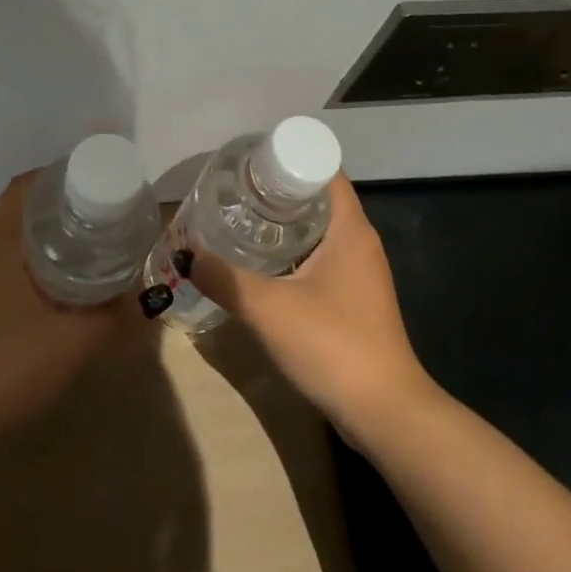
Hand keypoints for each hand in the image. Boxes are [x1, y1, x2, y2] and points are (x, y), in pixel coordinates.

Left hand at [0, 171, 133, 452]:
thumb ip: (116, 315)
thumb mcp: (77, 341)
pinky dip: (34, 262)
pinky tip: (59, 286)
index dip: (59, 175)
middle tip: (102, 212)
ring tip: (88, 244)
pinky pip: (6, 265)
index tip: (96, 179)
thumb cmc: (8, 367)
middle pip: (21, 210)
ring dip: (47, 235)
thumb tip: (146, 294)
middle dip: (60, 205)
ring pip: (13, 240)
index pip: (25, 186)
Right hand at [183, 174, 434, 445]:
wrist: (384, 414)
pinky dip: (291, 254)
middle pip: (317, 198)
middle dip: (276, 191)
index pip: (323, 169)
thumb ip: (223, 278)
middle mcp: (359, 242)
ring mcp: (360, 273)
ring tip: (237, 222)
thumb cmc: (332, 345)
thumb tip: (186, 254)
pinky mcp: (355, 300)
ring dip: (281, 225)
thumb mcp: (268, 308)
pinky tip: (259, 267)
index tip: (249, 162)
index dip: (288, 157)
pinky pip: (319, 260)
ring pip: (317, 232)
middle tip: (232, 191)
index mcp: (350, 229)